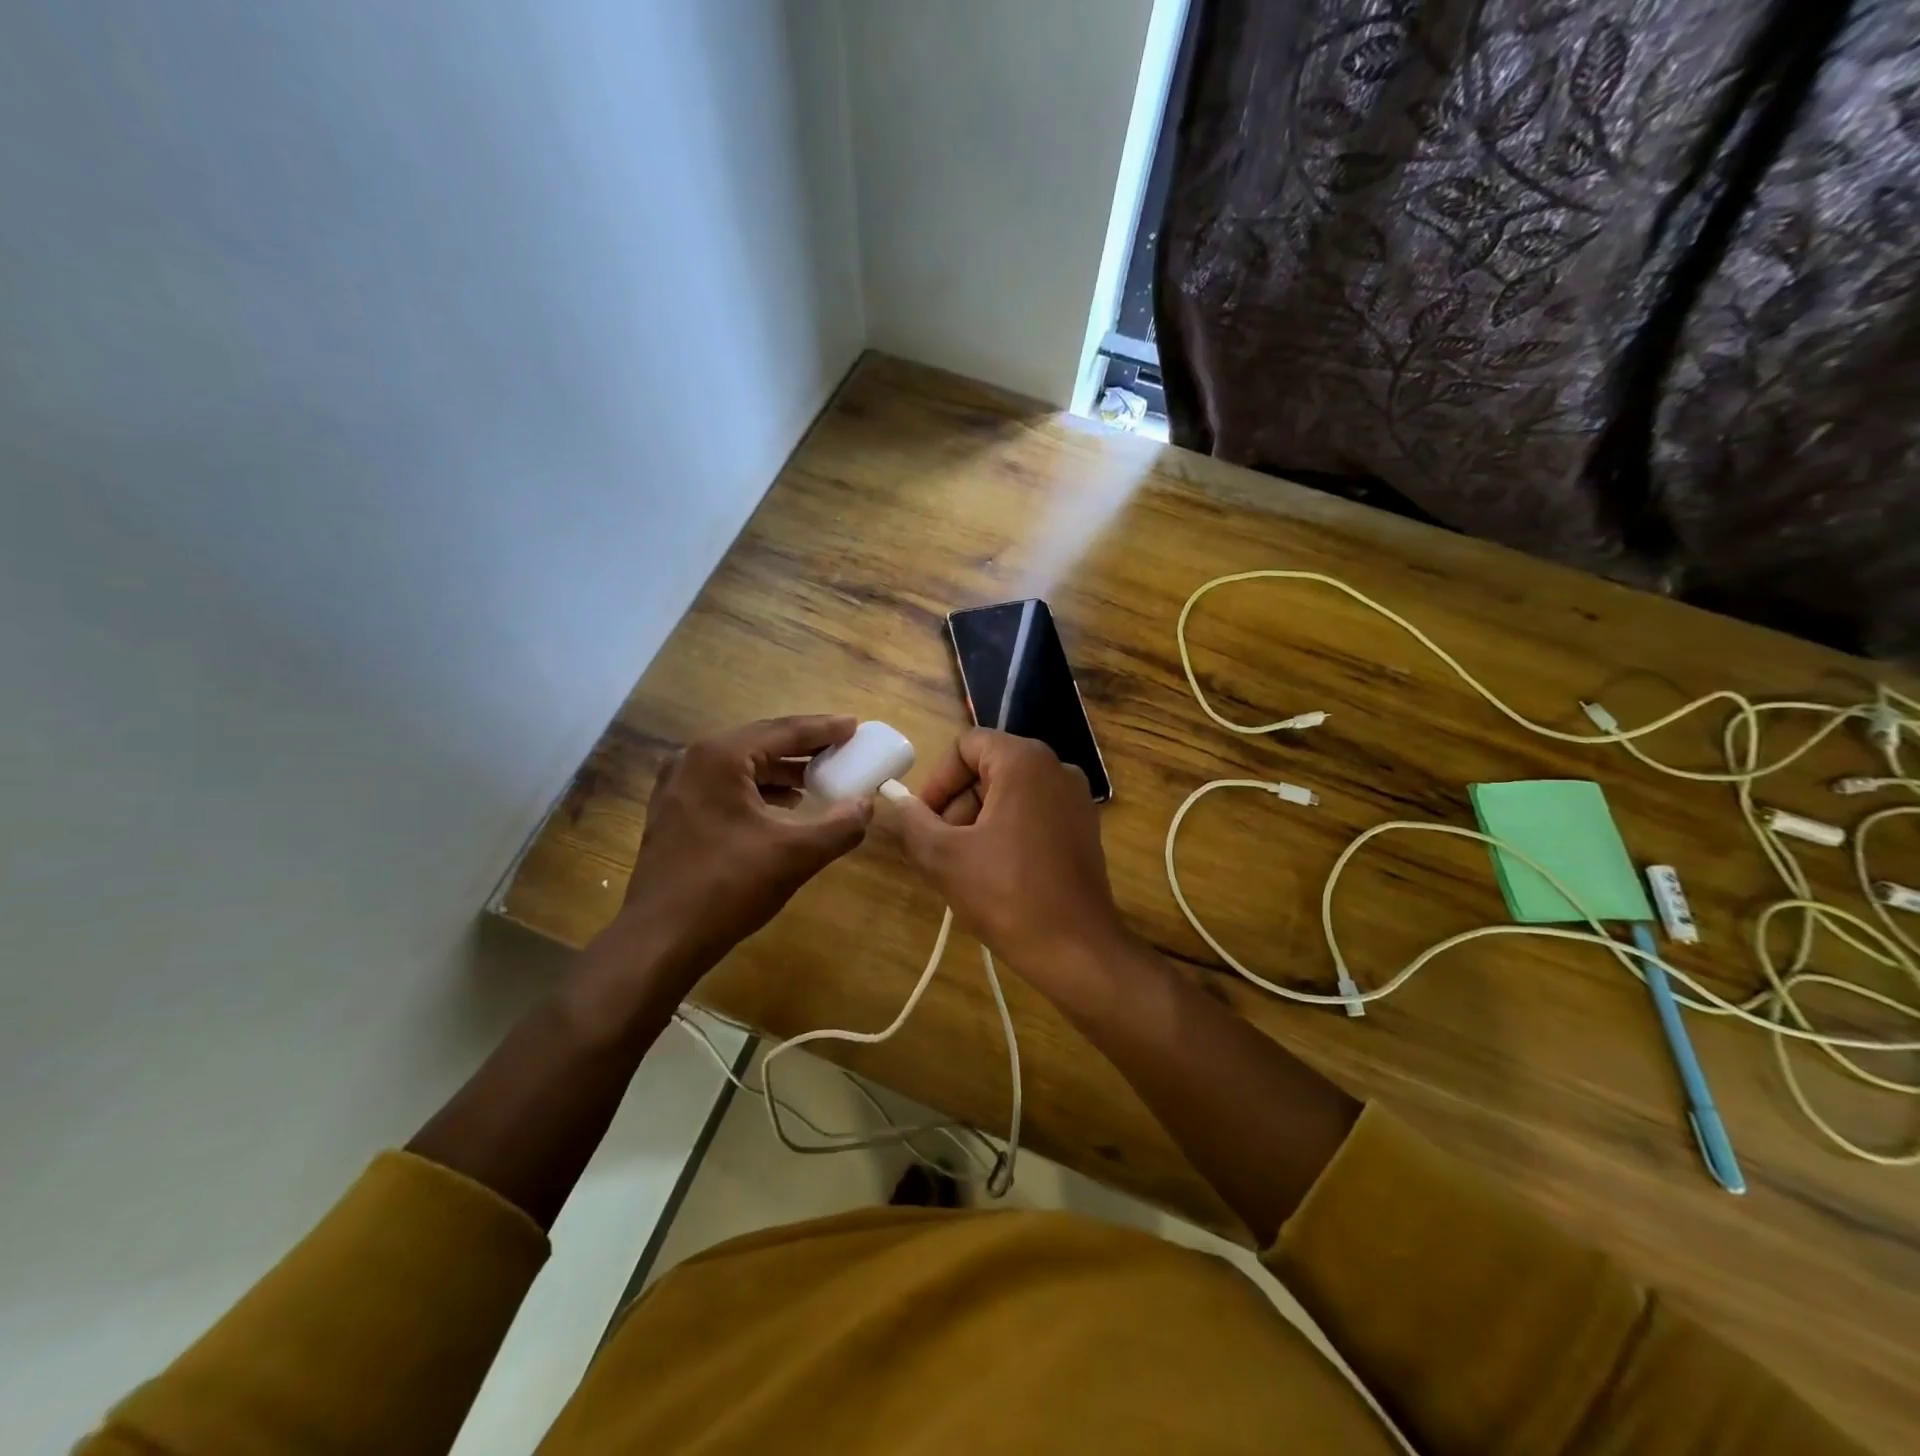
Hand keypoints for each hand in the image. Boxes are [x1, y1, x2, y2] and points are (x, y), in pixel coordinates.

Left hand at [611, 716, 873, 990]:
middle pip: (760, 742)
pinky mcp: (673, 812)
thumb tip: (867, 804)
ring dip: (782, 770)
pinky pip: (725, 786)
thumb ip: (840, 825)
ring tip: (819, 778)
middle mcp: (693, 760)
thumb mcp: (796, 855)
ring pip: (742, 766)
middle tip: (842, 748)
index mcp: (720, 757)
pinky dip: (758, 789)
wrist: (660, 939)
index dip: (824, 729)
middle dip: (804, 747)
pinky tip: (784, 806)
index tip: (855, 726)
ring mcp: (677, 786)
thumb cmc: (728, 887)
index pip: (783, 731)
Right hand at [889, 729, 1129, 990]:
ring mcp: (1076, 800)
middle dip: (957, 805)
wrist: (1076, 949)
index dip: (937, 780)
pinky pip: (1033, 814)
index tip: (924, 821)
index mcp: (1025, 761)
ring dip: (978, 822)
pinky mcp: (1084, 829)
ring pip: (1010, 794)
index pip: (966, 746)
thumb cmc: (1006, 895)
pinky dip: (1006, 833)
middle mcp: (1057, 768)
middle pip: (989, 769)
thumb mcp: (943, 857)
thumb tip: (898, 802)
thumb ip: (912, 821)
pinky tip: (994, 875)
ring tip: (964, 868)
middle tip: (940, 850)